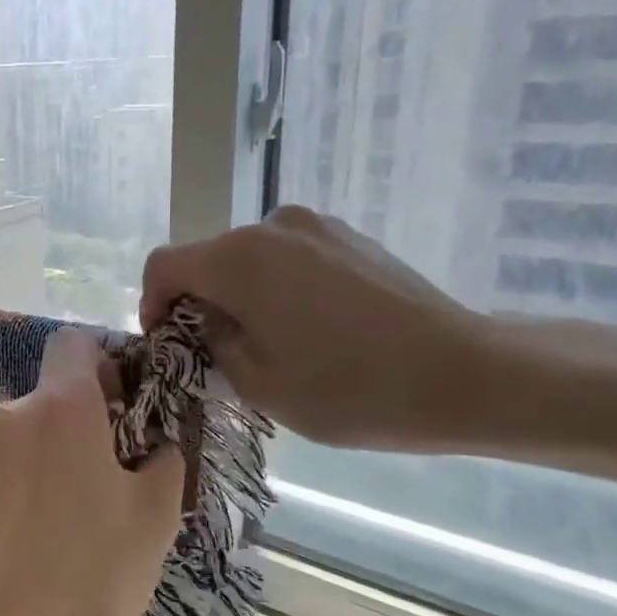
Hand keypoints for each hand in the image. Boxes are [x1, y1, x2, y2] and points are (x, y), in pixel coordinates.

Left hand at [0, 328, 186, 615]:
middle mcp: (8, 412)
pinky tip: (14, 532)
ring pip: (14, 433)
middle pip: (45, 396)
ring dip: (34, 455)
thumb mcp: (157, 515)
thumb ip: (163, 457)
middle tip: (92, 481)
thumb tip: (156, 441)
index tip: (114, 407)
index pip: (73, 344)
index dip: (98, 365)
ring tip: (50, 516)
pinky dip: (3, 481)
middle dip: (71, 424)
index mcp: (63, 407)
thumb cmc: (96, 573)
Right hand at [140, 205, 489, 450]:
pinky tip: (312, 327)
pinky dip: (280, 286)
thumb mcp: (257, 383)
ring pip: (251, 258)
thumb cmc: (349, 388)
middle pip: (208, 258)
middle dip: (199, 301)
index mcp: (238, 259)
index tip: (166, 341)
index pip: (164, 265)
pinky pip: (291, 257)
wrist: (465, 374)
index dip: (151, 303)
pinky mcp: (351, 238)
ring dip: (242, 293)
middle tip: (218, 351)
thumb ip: (212, 342)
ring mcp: (317, 227)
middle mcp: (272, 227)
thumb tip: (208, 319)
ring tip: (271, 341)